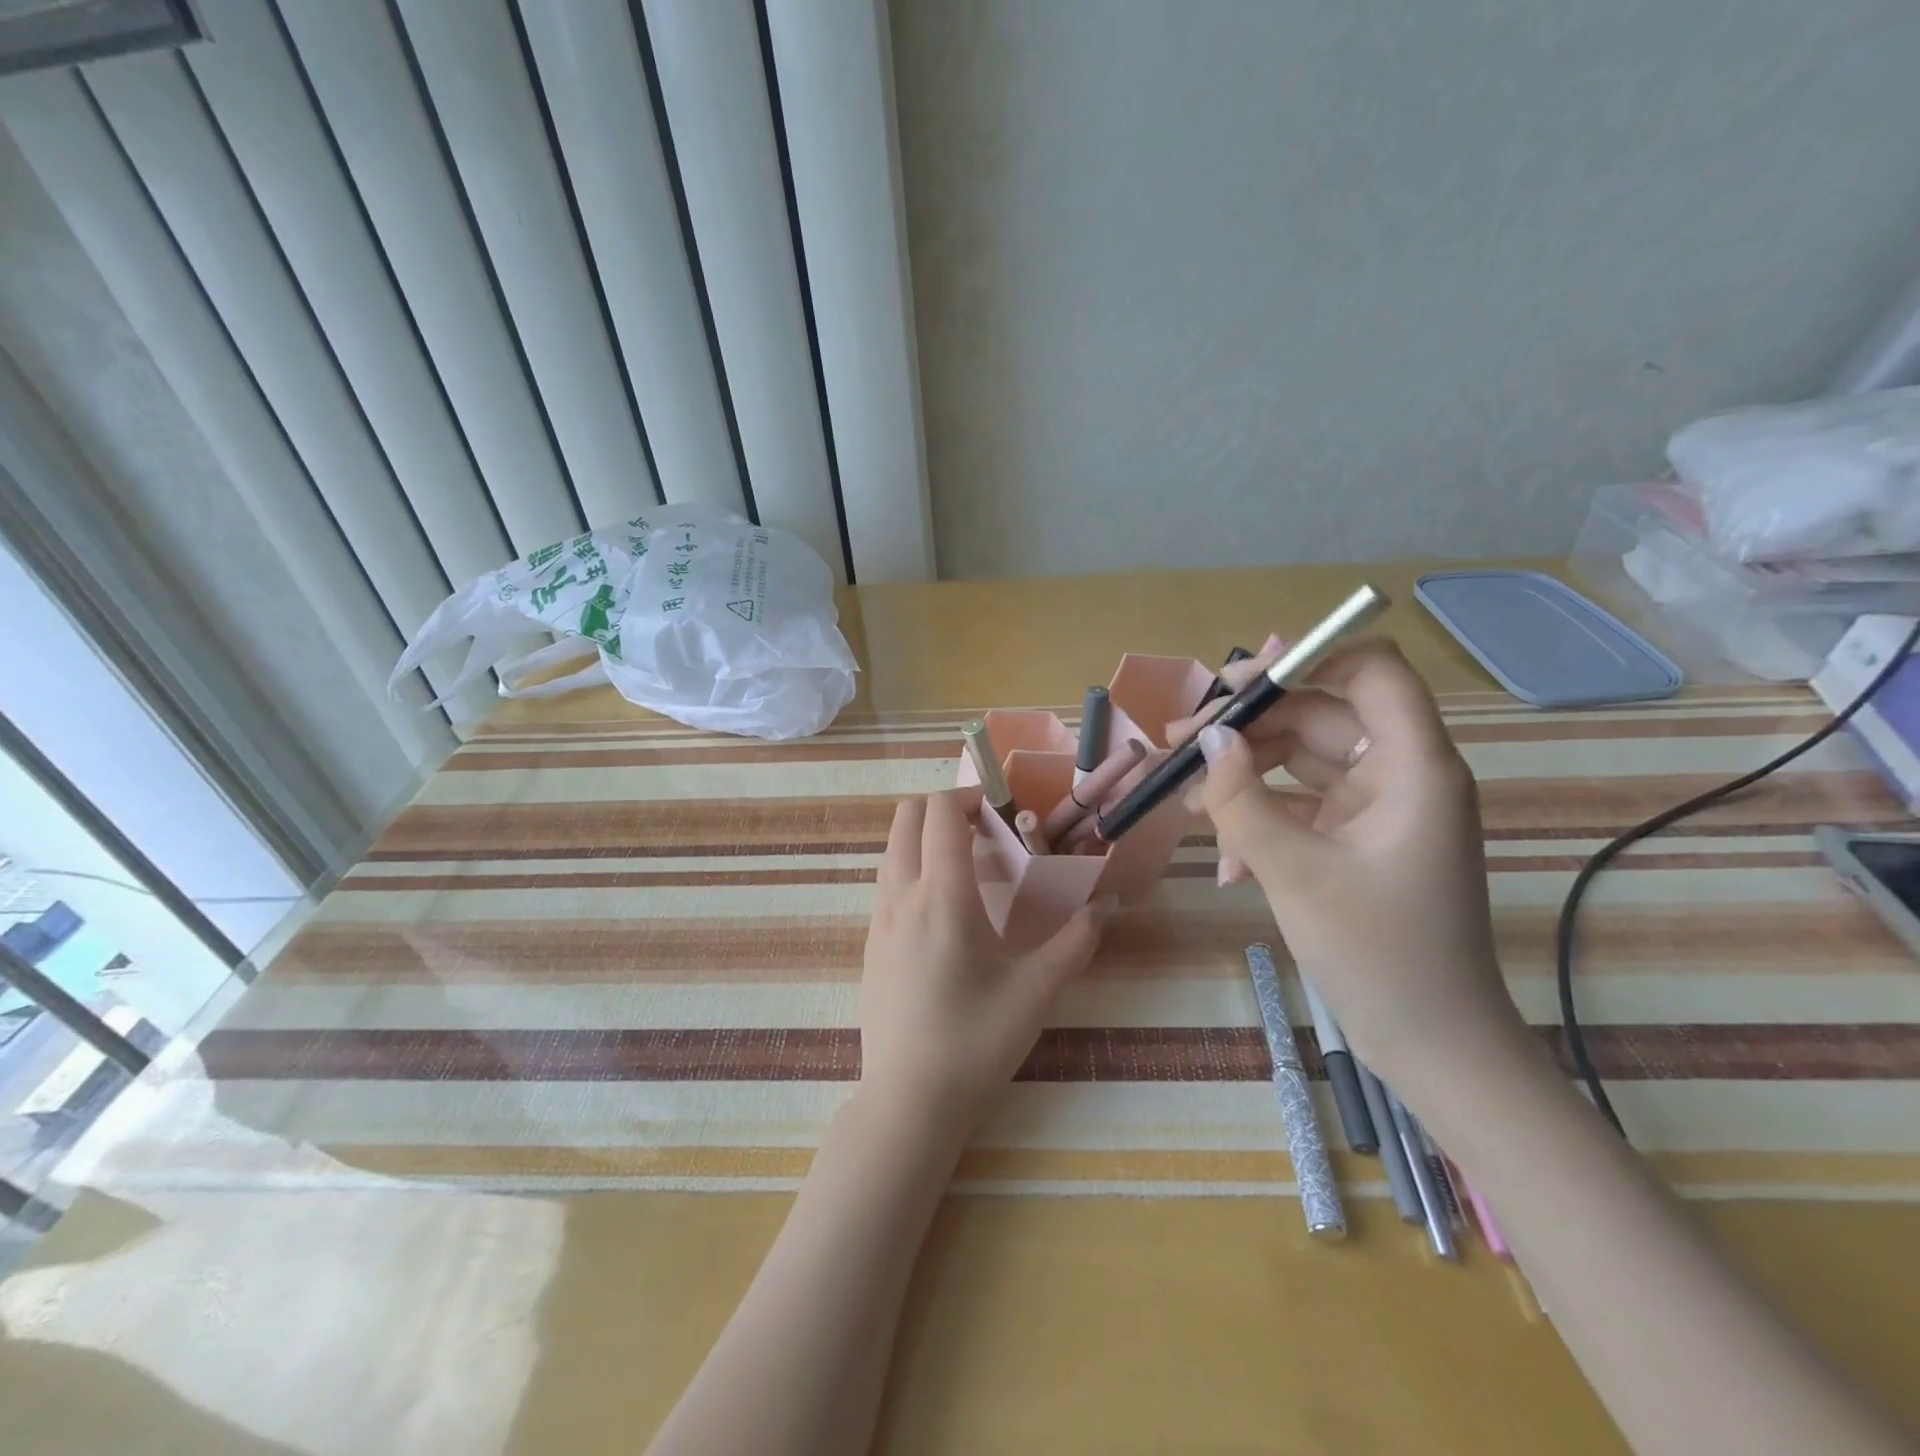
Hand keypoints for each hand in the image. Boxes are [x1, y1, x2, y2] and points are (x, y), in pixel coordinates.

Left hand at [859, 791, 1113, 1132]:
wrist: (909, 1101)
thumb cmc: (976, 1041)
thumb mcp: (1037, 990)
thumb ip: (1077, 940)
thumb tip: (1108, 903)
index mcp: (942, 895)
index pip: (940, 812)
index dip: (969, 795)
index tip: (1002, 809)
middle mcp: (901, 895)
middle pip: (906, 817)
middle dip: (943, 808)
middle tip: (985, 829)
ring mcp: (878, 920)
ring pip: (892, 849)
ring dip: (925, 838)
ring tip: (968, 866)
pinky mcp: (870, 944)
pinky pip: (887, 882)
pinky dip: (912, 868)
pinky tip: (944, 909)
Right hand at [1165, 640, 1522, 1081]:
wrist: (1431, 1045)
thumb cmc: (1377, 954)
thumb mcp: (1292, 871)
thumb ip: (1241, 798)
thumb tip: (1207, 739)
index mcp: (1412, 766)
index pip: (1370, 672)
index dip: (1307, 660)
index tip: (1236, 684)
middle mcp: (1400, 774)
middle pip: (1319, 715)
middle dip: (1247, 726)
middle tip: (1178, 741)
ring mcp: (1378, 808)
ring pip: (1302, 760)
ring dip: (1243, 776)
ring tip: (1184, 800)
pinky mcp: (1358, 839)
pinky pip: (1302, 805)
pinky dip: (1261, 819)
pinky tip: (1224, 860)